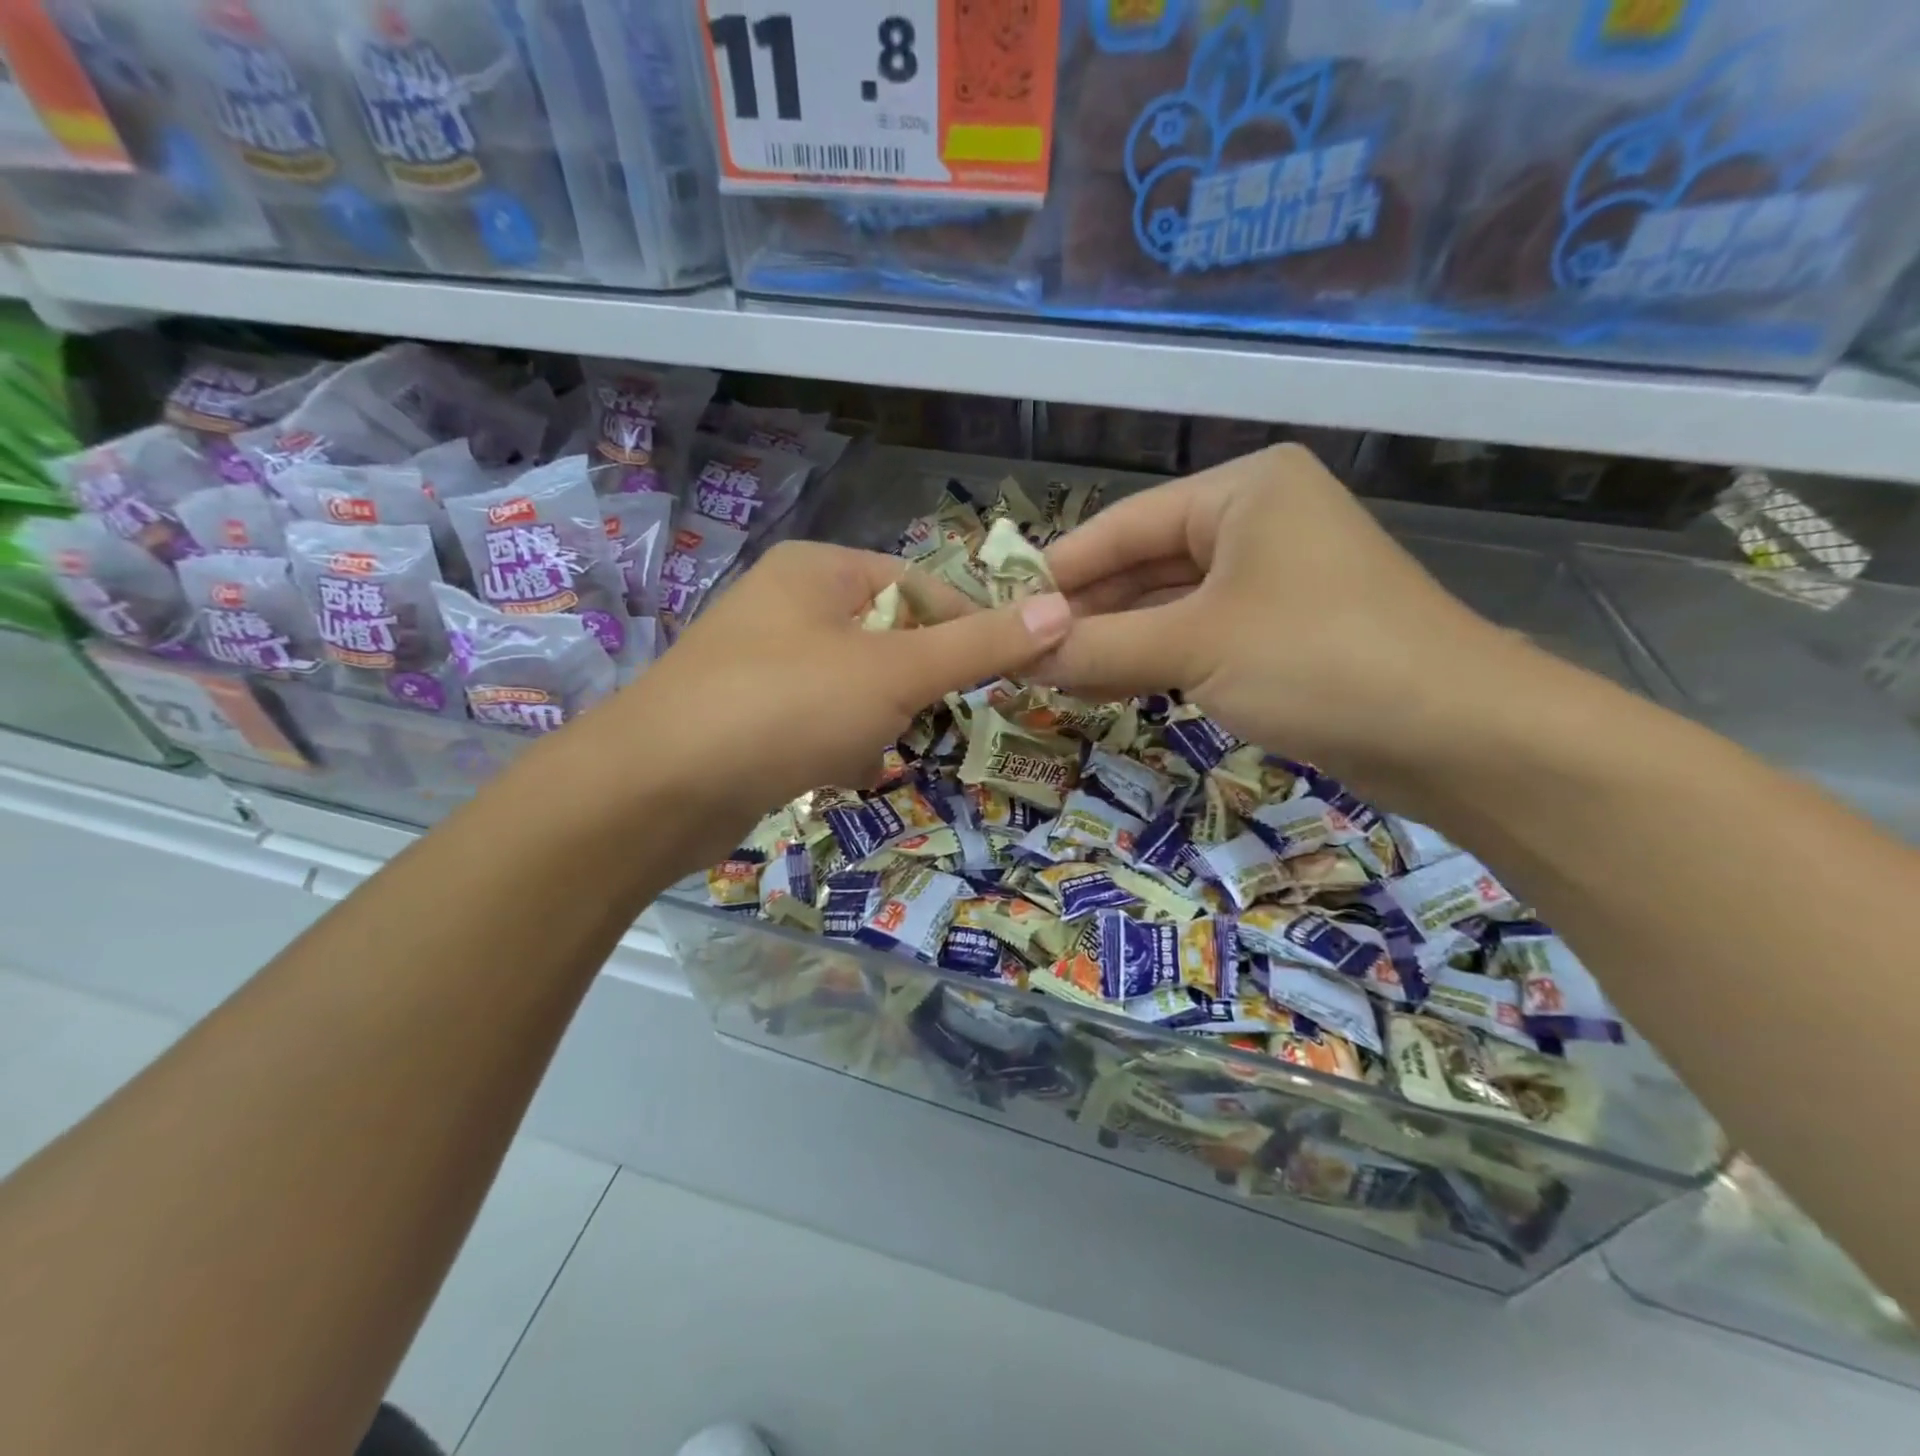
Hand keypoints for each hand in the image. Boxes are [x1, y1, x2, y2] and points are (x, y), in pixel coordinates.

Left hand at [578, 540, 1070, 867]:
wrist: (656, 789)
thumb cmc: (785, 707)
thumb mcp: (894, 672)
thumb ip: (978, 644)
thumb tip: (1060, 609)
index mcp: (819, 571)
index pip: (921, 584)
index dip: (966, 627)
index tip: (1001, 675)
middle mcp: (787, 605)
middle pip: (889, 638)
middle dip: (912, 687)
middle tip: (922, 720)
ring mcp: (763, 663)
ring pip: (856, 686)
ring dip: (876, 722)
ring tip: (866, 750)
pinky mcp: (748, 716)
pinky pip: (818, 722)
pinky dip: (838, 746)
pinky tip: (835, 772)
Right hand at [1038, 444, 1529, 795]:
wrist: (1457, 735)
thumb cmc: (1319, 659)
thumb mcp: (1195, 646)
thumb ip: (1099, 646)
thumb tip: (1017, 652)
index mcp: (1243, 492)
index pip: (1124, 524)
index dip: (1060, 570)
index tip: (1002, 608)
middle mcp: (1257, 524)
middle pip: (1144, 566)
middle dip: (1085, 613)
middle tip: (1021, 654)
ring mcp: (1273, 582)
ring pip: (1168, 608)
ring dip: (1113, 643)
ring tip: (1049, 678)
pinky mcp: (1283, 635)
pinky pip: (1197, 640)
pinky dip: (1152, 663)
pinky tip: (1103, 687)